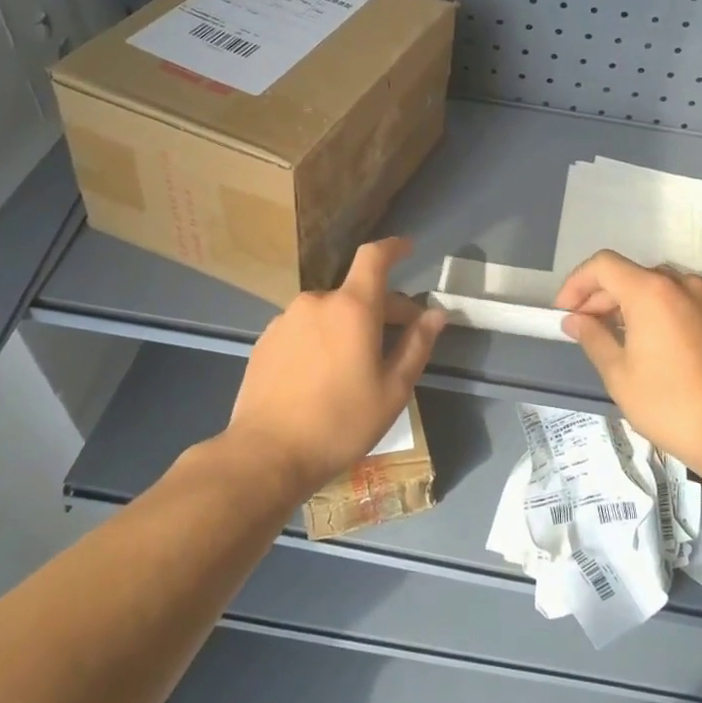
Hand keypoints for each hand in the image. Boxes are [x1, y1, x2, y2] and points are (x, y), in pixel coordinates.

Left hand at [222, 238, 447, 497]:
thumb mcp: (393, 389)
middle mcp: (317, 302)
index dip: (394, 248)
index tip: (408, 249)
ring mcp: (286, 320)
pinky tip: (322, 375)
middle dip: (382, 308)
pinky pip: (305, 328)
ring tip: (356, 364)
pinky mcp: (266, 340)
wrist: (265, 454)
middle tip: (399, 340)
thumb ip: (417, 344)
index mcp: (352, 307)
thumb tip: (436, 313)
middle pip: (357, 292)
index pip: (374, 257)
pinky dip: (321, 339)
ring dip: (349, 325)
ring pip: (330, 312)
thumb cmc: (340, 422)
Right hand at [555, 251, 701, 483]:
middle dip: (601, 297)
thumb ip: (593, 338)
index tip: (564, 312)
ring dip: (630, 304)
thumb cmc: (669, 403)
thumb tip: (575, 321)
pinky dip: (658, 314)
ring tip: (615, 337)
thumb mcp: (619, 374)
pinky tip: (652, 346)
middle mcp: (681, 284)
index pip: (603, 265)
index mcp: (651, 290)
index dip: (577, 283)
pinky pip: (681, 304)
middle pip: (630, 275)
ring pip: (657, 288)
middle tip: (583, 328)